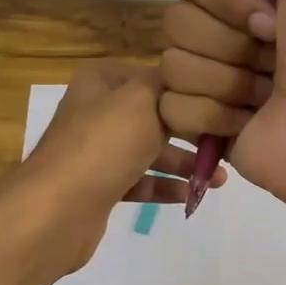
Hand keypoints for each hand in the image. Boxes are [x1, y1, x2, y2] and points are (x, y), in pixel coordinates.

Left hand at [15, 60, 223, 274]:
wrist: (58, 209)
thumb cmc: (104, 144)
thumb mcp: (142, 98)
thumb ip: (168, 84)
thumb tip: (186, 80)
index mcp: (101, 81)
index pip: (152, 75)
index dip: (186, 89)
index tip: (221, 103)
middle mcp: (96, 112)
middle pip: (153, 115)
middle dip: (190, 130)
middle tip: (226, 142)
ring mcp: (96, 152)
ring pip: (148, 151)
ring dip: (183, 162)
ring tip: (220, 177)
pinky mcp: (98, 187)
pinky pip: (139, 182)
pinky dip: (164, 186)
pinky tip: (192, 194)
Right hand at [160, 0, 285, 212]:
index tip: (271, 19)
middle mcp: (228, 35)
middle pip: (176, 20)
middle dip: (228, 43)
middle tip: (272, 60)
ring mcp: (211, 81)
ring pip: (172, 64)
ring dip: (225, 81)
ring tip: (264, 96)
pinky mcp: (200, 125)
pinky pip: (171, 107)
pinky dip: (211, 116)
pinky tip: (245, 124)